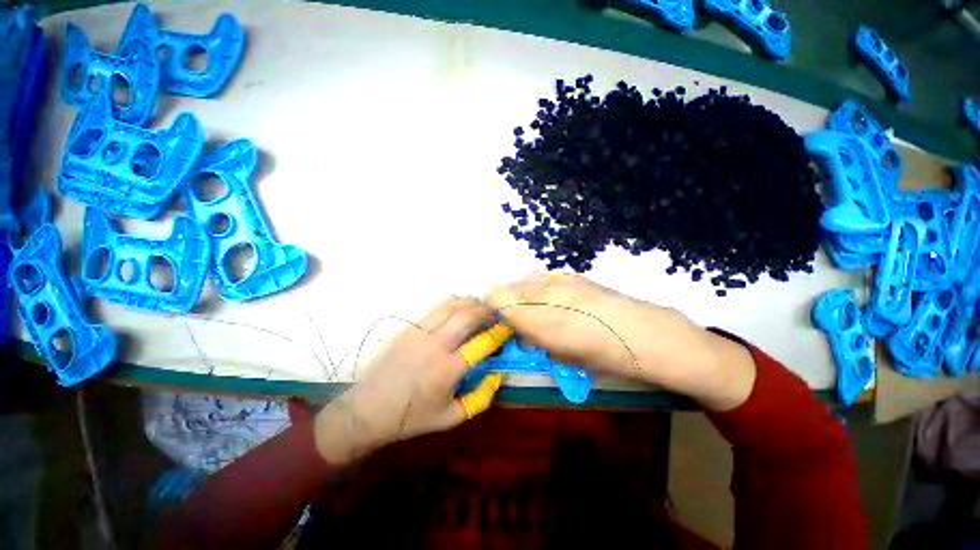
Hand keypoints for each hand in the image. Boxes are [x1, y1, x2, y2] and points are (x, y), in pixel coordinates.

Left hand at [313, 297, 499, 464]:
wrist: (367, 410)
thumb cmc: (412, 417)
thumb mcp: (452, 418)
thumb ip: (481, 398)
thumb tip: (497, 373)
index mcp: (449, 369)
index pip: (483, 342)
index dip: (499, 332)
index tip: (507, 328)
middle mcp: (436, 345)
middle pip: (467, 316)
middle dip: (487, 310)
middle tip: (496, 313)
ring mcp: (419, 332)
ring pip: (450, 306)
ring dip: (469, 302)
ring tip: (479, 306)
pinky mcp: (407, 328)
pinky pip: (434, 308)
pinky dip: (451, 303)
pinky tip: (457, 307)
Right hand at [486, 272, 755, 410]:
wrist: (651, 336)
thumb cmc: (609, 358)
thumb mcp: (566, 357)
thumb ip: (537, 340)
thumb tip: (521, 331)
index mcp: (542, 319)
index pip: (497, 299)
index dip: (492, 310)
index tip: (498, 322)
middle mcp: (547, 293)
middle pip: (506, 287)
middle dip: (504, 303)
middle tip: (515, 319)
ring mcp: (562, 280)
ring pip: (524, 279)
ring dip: (521, 293)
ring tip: (535, 309)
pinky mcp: (575, 275)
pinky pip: (545, 276)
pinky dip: (539, 286)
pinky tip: (553, 299)